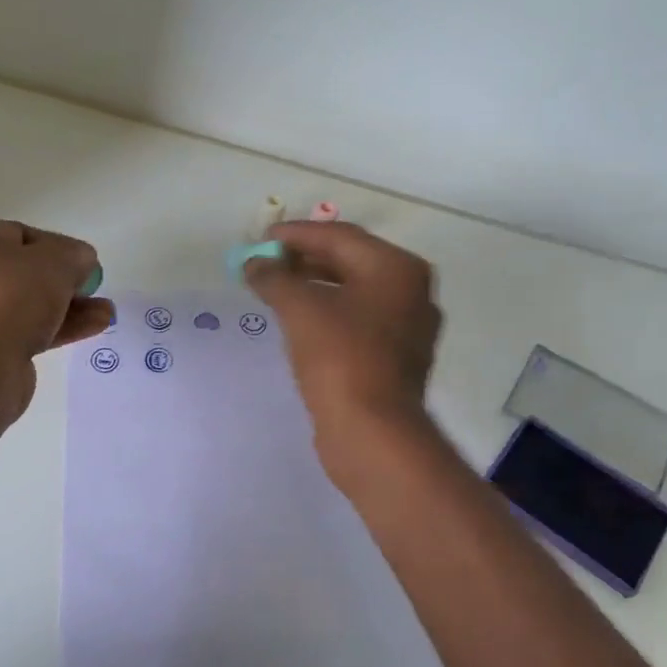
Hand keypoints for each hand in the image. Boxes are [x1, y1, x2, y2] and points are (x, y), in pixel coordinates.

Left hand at [0, 212, 110, 418]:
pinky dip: (56, 327)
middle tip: (92, 289)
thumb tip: (80, 261)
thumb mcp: (58, 261)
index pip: (20, 234)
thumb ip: (76, 255)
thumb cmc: (11, 294)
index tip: (80, 264)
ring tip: (105, 312)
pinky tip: (93, 327)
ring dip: (66, 306)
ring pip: (25, 303)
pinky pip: (24, 330)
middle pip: (22, 271)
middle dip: (63, 281)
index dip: (56, 247)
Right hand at [245, 221, 441, 451]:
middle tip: (265, 263)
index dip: (296, 235)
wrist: (372, 431)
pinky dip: (328, 312)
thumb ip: (274, 278)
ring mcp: (408, 326)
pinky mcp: (397, 357)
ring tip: (276, 289)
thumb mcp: (300, 309)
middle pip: (350, 261)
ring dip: (314, 286)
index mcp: (397, 268)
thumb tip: (255, 263)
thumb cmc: (339, 358)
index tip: (260, 239)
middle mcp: (411, 290)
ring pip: (354, 292)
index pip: (339, 236)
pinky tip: (300, 321)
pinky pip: (358, 320)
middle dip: (304, 259)